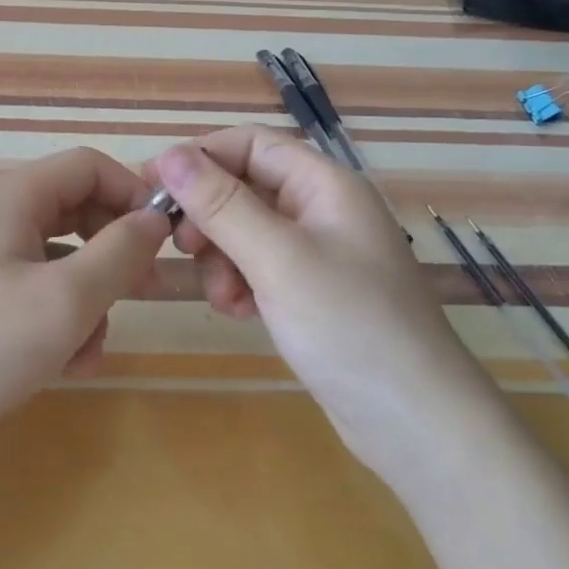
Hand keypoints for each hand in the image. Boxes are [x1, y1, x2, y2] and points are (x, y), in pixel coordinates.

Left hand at [0, 148, 170, 448]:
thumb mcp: (66, 300)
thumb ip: (120, 252)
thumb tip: (155, 219)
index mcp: (12, 197)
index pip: (89, 166)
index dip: (133, 192)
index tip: (164, 238)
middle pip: (75, 212)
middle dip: (114, 254)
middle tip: (145, 293)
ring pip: (57, 260)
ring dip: (86, 300)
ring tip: (91, 350)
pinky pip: (31, 291)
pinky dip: (55, 320)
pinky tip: (63, 365)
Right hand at [149, 127, 486, 462]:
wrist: (414, 423)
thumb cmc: (349, 325)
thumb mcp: (277, 258)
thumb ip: (221, 204)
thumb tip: (168, 155)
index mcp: (325, 185)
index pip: (251, 144)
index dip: (201, 157)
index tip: (153, 187)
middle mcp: (321, 210)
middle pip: (244, 187)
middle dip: (209, 216)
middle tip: (183, 248)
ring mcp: (317, 254)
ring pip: (244, 232)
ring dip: (221, 258)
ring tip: (224, 298)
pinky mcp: (310, 293)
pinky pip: (257, 268)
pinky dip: (238, 284)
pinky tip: (240, 314)